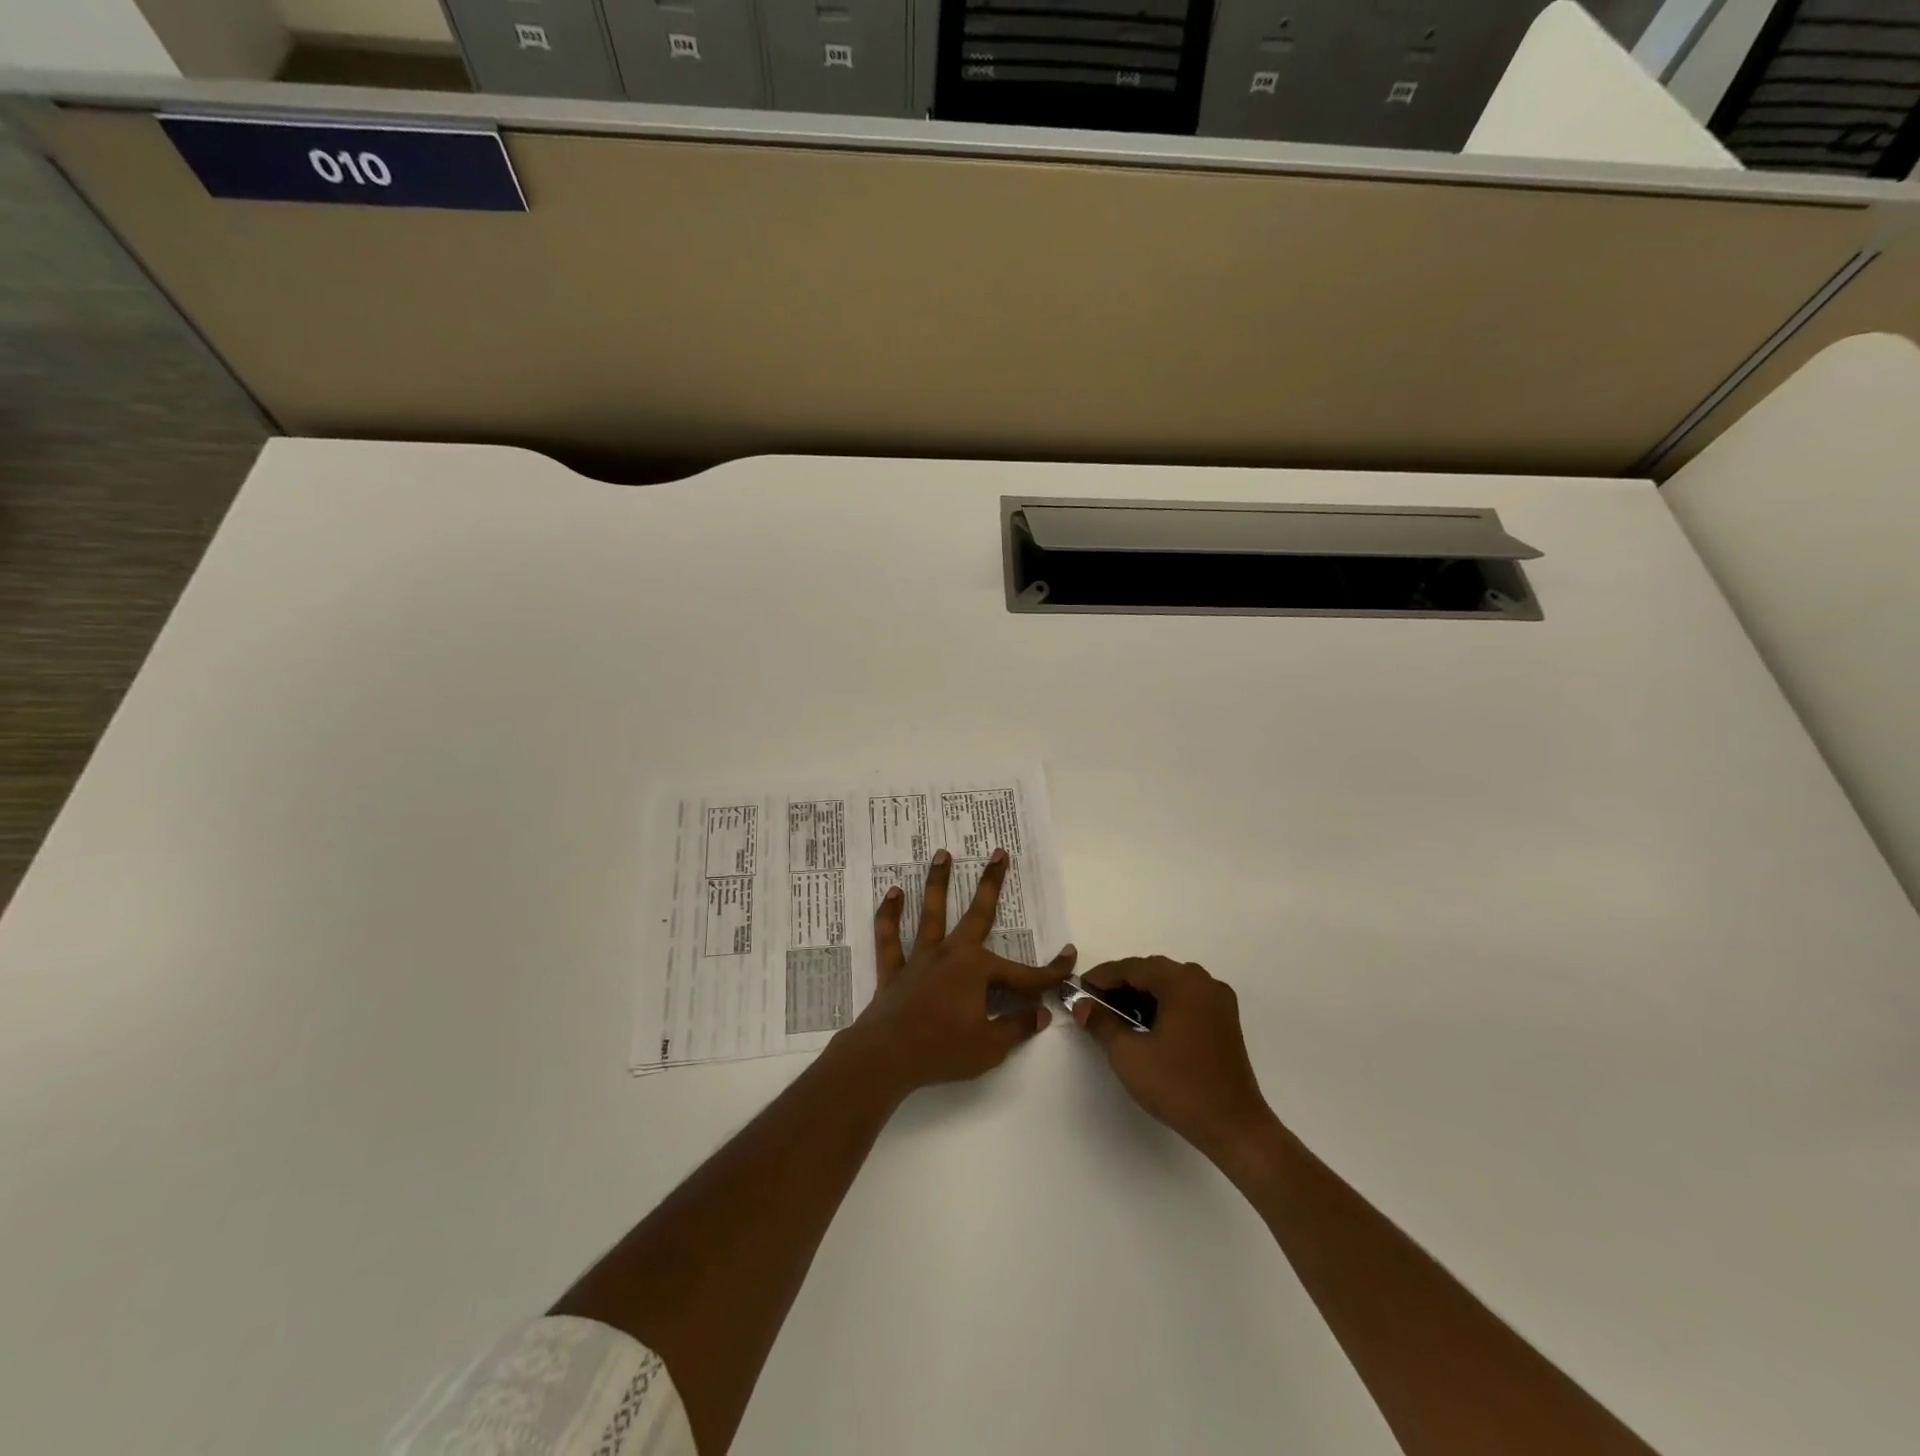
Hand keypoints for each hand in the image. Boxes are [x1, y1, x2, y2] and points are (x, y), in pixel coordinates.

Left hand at [837, 847, 1076, 1099]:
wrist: (886, 1057)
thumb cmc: (943, 1050)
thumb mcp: (990, 1046)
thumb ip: (1016, 1027)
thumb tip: (1042, 1013)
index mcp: (977, 970)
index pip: (1023, 974)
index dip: (1050, 971)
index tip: (1071, 958)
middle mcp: (950, 954)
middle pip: (977, 914)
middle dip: (991, 883)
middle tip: (999, 852)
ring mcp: (920, 959)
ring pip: (931, 913)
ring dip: (938, 883)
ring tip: (942, 853)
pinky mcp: (894, 970)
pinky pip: (890, 938)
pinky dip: (890, 915)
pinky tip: (893, 893)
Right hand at [1073, 957, 1275, 1166]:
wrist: (1234, 1127)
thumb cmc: (1178, 1086)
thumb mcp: (1129, 1054)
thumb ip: (1101, 1022)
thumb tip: (1081, 1004)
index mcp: (1182, 982)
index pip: (1132, 967)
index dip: (1102, 977)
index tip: (1078, 990)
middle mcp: (1203, 982)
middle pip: (1152, 972)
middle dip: (1121, 985)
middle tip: (1094, 1004)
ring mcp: (1218, 1001)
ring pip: (1170, 985)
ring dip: (1141, 995)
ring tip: (1116, 1017)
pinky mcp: (1225, 1021)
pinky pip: (1186, 999)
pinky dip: (1163, 1005)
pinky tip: (1146, 1026)